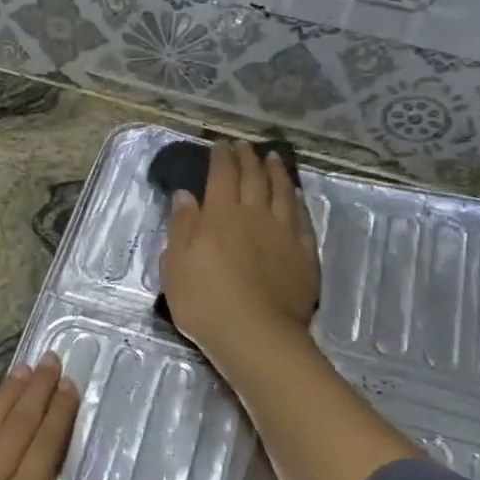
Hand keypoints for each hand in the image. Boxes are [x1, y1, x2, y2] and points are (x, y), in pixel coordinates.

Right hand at [160, 140, 319, 363]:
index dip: (220, 157)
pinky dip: (298, 202)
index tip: (219, 144)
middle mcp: (254, 215)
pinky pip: (303, 219)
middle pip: (253, 178)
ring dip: (276, 172)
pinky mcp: (304, 254)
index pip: (221, 175)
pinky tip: (297, 195)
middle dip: (247, 158)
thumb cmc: (204, 302)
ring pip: (282, 192)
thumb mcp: (175, 265)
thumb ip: (182, 227)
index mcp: (220, 215)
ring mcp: (284, 233)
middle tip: (244, 146)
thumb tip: (185, 195)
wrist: (255, 334)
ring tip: (273, 158)